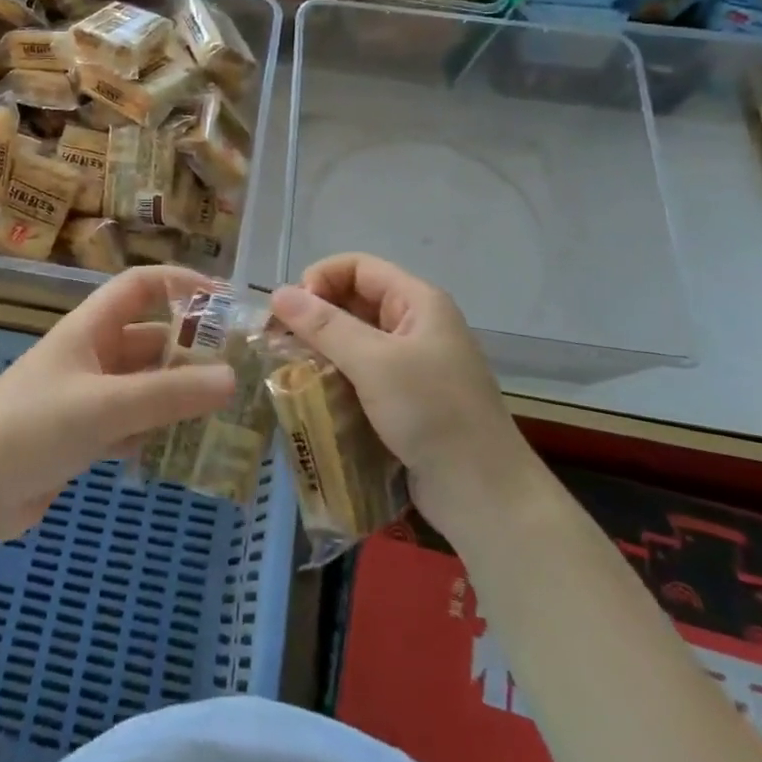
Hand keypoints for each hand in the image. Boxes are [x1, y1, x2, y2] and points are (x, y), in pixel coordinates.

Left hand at [0, 265, 234, 544]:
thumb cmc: (35, 428)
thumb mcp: (107, 405)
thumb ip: (170, 393)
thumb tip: (232, 378)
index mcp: (89, 328)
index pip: (140, 286)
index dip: (181, 284)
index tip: (225, 302)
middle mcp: (90, 354)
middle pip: (149, 338)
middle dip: (190, 350)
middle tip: (238, 369)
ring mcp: (85, 395)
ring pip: (143, 384)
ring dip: (177, 393)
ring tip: (223, 410)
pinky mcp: (81, 434)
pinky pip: (131, 421)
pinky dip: (155, 429)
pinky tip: (183, 448)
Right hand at [270, 254, 539, 539]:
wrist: (483, 494)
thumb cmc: (432, 413)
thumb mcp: (374, 363)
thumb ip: (325, 325)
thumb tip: (278, 293)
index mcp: (419, 302)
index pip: (359, 267)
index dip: (321, 278)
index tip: (291, 310)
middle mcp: (416, 325)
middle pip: (355, 300)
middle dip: (316, 315)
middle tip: (279, 340)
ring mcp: (412, 363)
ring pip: (355, 339)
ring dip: (322, 349)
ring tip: (289, 367)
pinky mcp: (405, 399)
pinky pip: (361, 373)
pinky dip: (335, 376)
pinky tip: (311, 393)